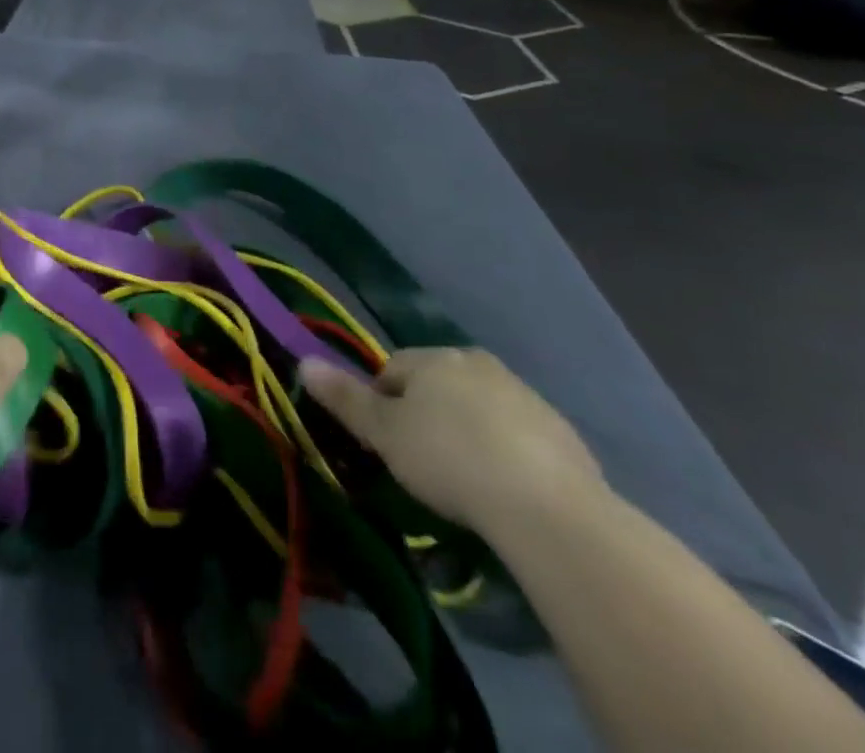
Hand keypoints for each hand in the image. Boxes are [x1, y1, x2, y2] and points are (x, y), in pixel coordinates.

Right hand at [300, 348, 604, 533]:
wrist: (549, 508)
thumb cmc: (449, 459)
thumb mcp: (385, 434)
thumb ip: (345, 398)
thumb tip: (303, 360)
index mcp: (435, 357)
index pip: (392, 369)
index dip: (380, 406)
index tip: (384, 445)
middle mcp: (478, 363)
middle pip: (436, 386)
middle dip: (425, 417)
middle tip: (420, 464)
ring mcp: (524, 395)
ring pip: (476, 409)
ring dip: (465, 434)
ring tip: (464, 484)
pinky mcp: (560, 432)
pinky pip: (515, 436)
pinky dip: (504, 454)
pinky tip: (504, 492)